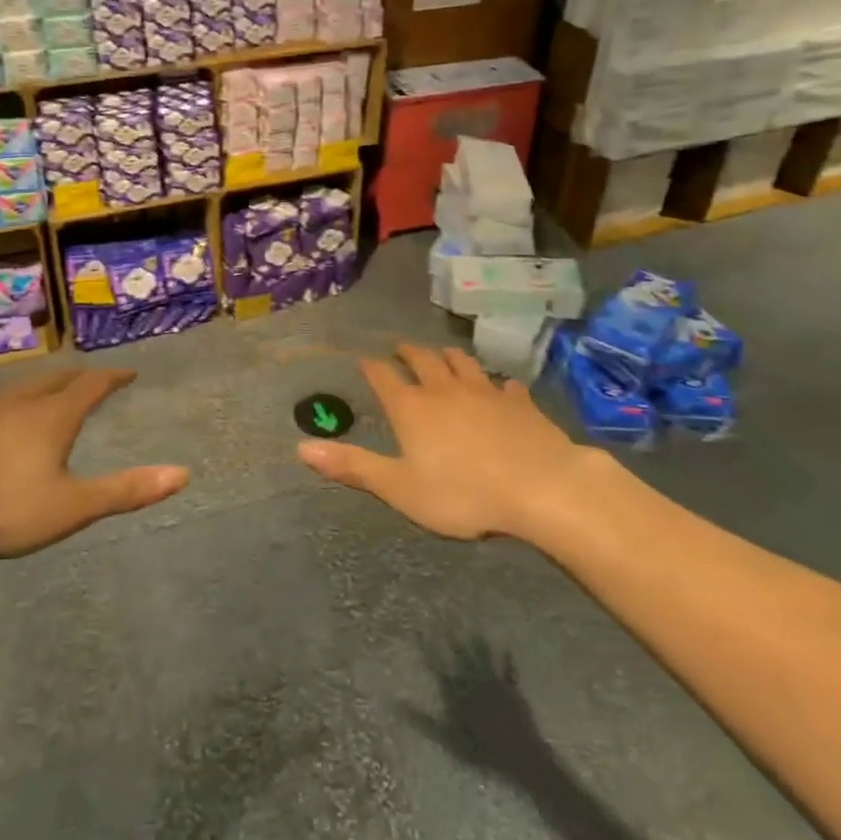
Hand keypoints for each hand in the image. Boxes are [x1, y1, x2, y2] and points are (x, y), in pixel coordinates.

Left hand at [0, 368, 187, 562]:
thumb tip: (183, 473)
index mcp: (54, 416)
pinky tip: (4, 420)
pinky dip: (17, 402)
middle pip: (58, 378)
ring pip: (25, 387)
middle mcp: (22, 402)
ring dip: (47, 385)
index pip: (92, 385)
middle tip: (95, 380)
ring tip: (54, 393)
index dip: (114, 378)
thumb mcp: (70, 506)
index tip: (129, 372)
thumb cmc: (0, 504)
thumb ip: (125, 491)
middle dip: (81, 377)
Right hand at [297, 344, 593, 540]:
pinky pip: (506, 386)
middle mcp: (445, 390)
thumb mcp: (399, 488)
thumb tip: (301, 448)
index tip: (364, 360)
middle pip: (423, 361)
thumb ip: (353, 466)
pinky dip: (500, 384)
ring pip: (463, 364)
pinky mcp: (520, 403)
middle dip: (409, 353)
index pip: (384, 378)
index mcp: (412, 408)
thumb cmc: (462, 493)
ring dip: (450, 356)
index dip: (372, 368)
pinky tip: (504, 387)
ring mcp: (485, 392)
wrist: (539, 486)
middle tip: (400, 346)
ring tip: (444, 353)